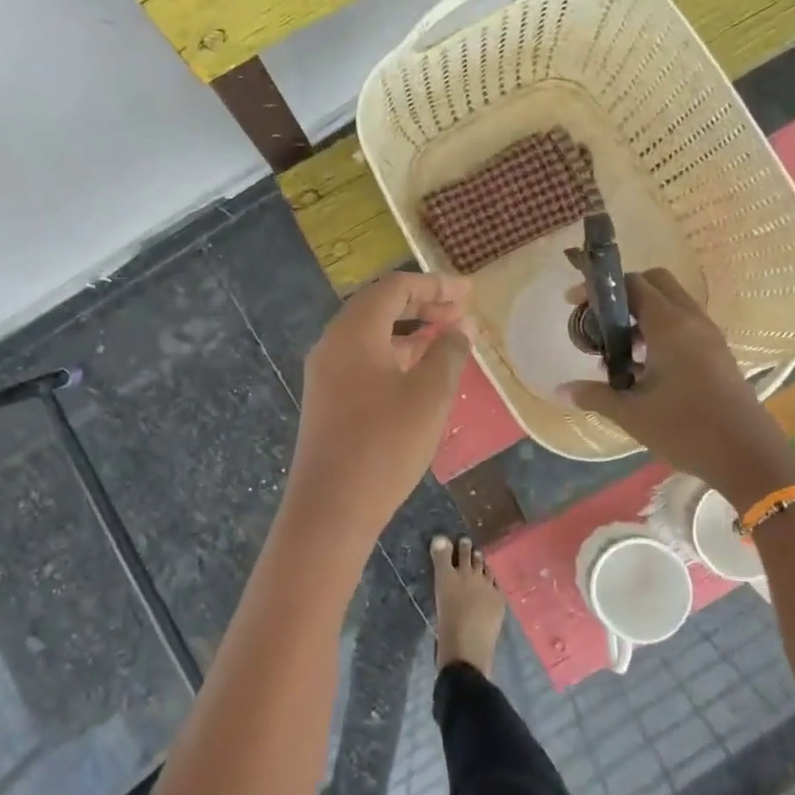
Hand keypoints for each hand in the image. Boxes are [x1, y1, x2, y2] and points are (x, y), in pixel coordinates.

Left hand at [287, 272, 472, 543]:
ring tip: (447, 339)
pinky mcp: (327, 397)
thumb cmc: (384, 445)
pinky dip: (394, 355)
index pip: (395, 287)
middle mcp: (333, 342)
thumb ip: (448, 353)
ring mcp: (326, 371)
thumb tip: (460, 328)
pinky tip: (420, 372)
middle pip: (380, 306)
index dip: (435, 285)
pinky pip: (364, 359)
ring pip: (371, 334)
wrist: (330, 508)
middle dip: (422, 304)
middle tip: (461, 312)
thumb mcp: (429, 396)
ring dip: (409, 331)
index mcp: (354, 331)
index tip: (469, 292)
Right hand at [561, 269, 794, 505]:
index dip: (599, 288)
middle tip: (600, 321)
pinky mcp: (718, 353)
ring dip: (642, 315)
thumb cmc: (687, 430)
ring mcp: (709, 336)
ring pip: (671, 304)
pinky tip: (644, 368)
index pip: (631, 284)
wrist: (750, 458)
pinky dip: (660, 331)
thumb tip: (561, 390)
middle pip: (655, 283)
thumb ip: (595, 395)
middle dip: (624, 294)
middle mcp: (691, 320)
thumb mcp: (632, 414)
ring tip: (618, 350)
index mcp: (670, 325)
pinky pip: (684, 325)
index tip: (574, 304)